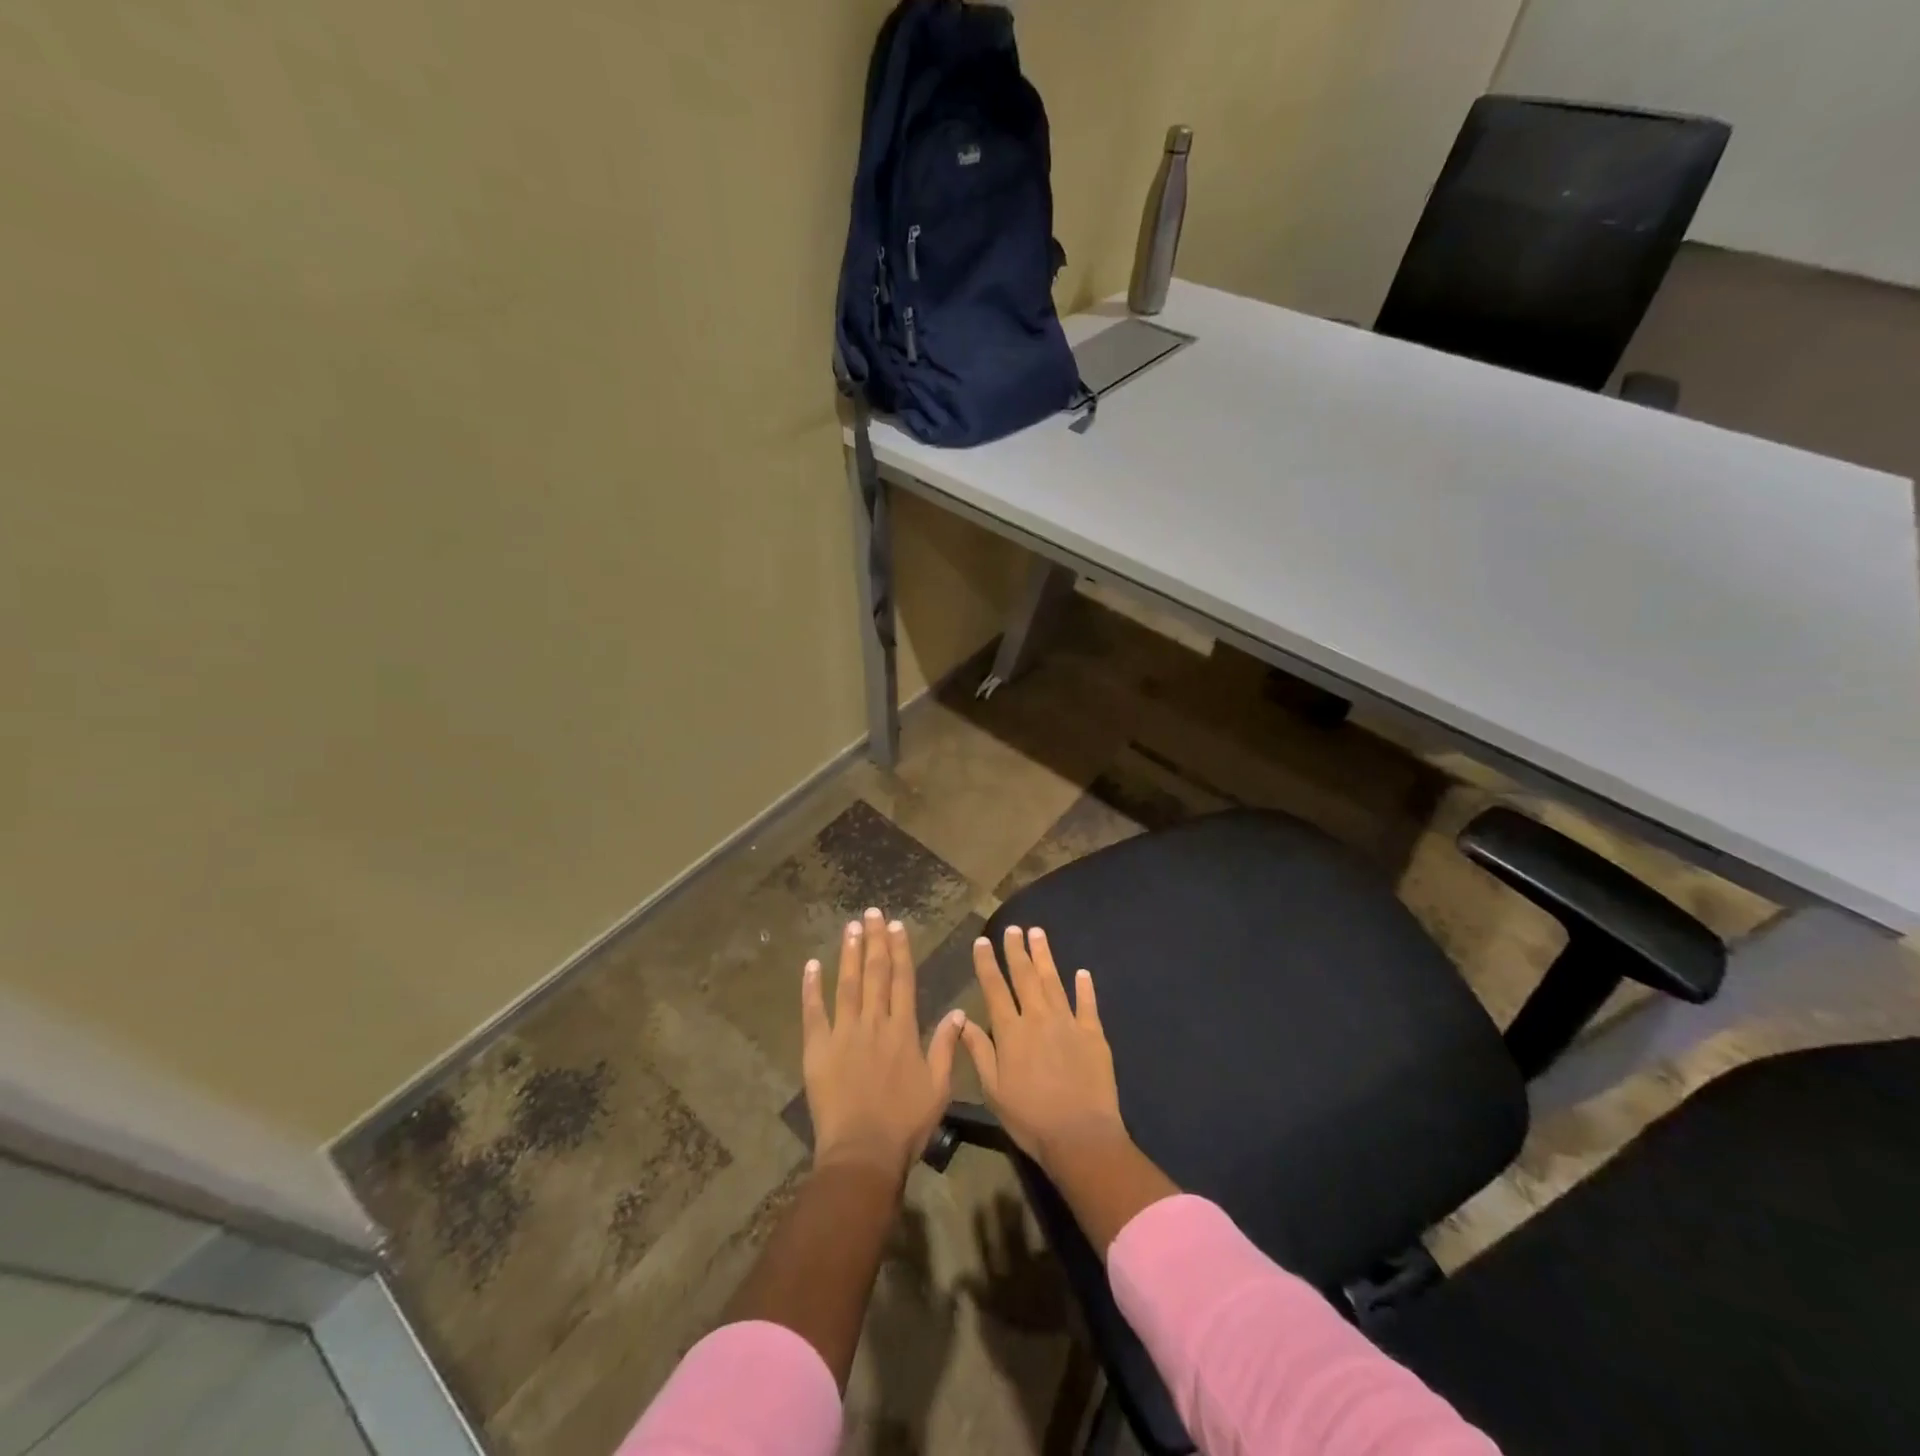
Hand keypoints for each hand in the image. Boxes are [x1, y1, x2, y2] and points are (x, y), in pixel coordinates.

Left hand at [802, 907, 964, 1183]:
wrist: (863, 1152)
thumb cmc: (905, 1124)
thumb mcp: (939, 1087)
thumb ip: (947, 1047)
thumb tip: (959, 1012)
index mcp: (903, 1030)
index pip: (902, 980)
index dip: (900, 951)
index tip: (898, 927)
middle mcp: (874, 1022)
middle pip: (875, 974)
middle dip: (875, 941)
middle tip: (873, 913)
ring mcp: (843, 1033)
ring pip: (847, 984)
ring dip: (849, 953)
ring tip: (851, 927)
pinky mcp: (818, 1048)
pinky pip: (814, 1012)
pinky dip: (811, 988)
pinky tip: (812, 965)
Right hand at [960, 926, 1126, 1172]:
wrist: (1080, 1136)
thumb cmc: (1030, 1118)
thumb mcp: (993, 1090)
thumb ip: (979, 1051)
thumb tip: (962, 1019)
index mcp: (1011, 1032)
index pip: (994, 988)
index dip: (987, 963)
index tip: (982, 941)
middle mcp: (1038, 1018)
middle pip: (1025, 976)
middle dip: (1016, 950)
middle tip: (1012, 928)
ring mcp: (1068, 1022)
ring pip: (1054, 981)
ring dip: (1044, 956)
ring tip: (1037, 933)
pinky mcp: (1093, 1034)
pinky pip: (1087, 1004)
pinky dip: (1084, 987)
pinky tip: (1082, 972)